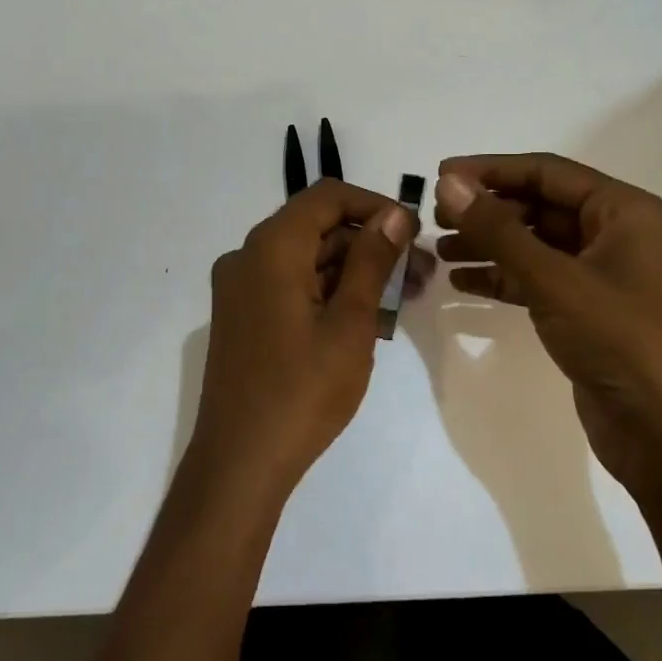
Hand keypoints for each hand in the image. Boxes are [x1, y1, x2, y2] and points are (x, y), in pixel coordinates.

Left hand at [189, 179, 416, 504]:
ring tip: (404, 296)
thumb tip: (394, 214)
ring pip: (307, 259)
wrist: (240, 463)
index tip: (413, 232)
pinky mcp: (244, 317)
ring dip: (354, 270)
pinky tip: (367, 315)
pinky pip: (291, 285)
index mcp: (270, 248)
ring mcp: (241, 288)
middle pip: (317, 228)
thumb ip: (371, 260)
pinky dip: (328, 291)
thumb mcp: (350, 322)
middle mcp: (247, 256)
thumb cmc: (302, 391)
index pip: (327, 197)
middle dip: (371, 243)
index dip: (374, 205)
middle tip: (421, 273)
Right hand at [433, 154, 661, 488]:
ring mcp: (600, 274)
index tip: (440, 175)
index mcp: (622, 211)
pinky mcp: (585, 310)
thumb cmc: (620, 340)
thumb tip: (449, 183)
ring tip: (440, 249)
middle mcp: (613, 233)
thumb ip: (498, 229)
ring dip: (488, 243)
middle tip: (435, 218)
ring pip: (534, 243)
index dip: (491, 170)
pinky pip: (536, 278)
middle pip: (538, 205)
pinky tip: (462, 282)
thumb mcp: (554, 280)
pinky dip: (501, 276)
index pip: (546, 172)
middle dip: (487, 210)